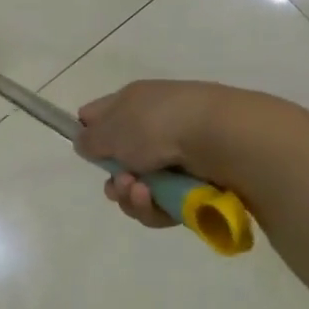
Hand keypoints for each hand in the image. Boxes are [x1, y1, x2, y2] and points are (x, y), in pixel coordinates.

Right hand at [76, 80, 236, 229]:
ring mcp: (177, 157)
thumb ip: (90, 139)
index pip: (101, 115)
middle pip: (119, 161)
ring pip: (140, 188)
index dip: (90, 133)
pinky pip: (164, 204)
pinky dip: (155, 207)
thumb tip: (85, 143)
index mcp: (133, 102)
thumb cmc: (158, 124)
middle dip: (115, 179)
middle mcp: (153, 127)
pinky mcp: (197, 186)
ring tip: (140, 193)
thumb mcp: (111, 129)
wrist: (223, 139)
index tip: (87, 151)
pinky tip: (155, 202)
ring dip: (132, 197)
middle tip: (119, 183)